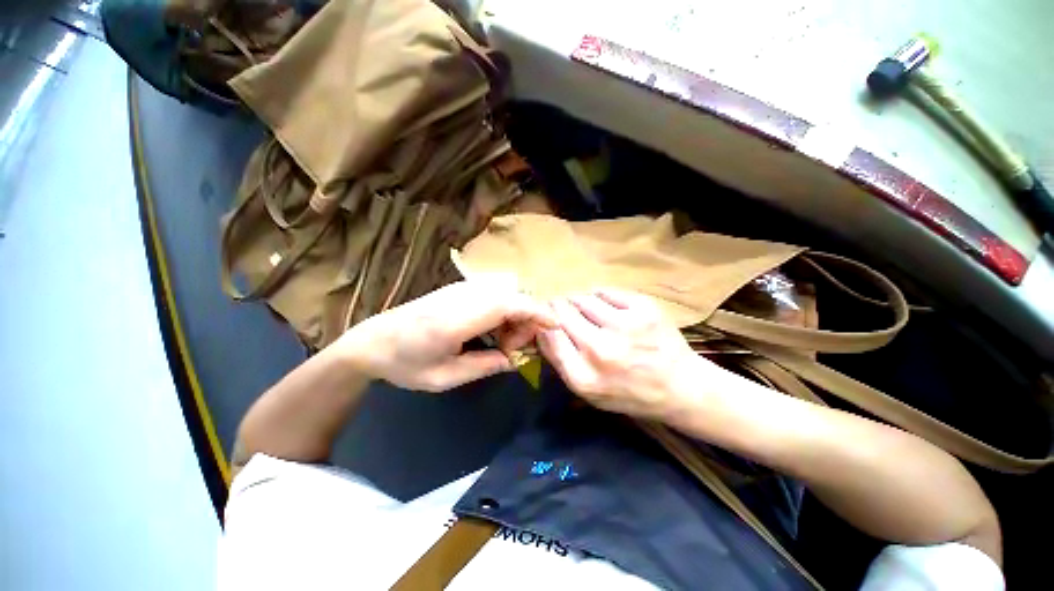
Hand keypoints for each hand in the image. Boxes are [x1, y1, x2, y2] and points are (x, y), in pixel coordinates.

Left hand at [337, 279, 554, 391]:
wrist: (372, 341)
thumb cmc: (405, 365)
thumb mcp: (446, 377)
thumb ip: (486, 365)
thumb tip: (516, 359)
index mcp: (456, 319)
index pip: (508, 305)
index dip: (536, 312)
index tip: (555, 325)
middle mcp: (462, 296)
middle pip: (512, 296)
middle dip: (526, 320)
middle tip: (512, 350)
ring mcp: (459, 288)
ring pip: (505, 292)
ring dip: (514, 315)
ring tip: (501, 342)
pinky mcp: (458, 289)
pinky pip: (493, 293)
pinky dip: (504, 310)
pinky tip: (492, 330)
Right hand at [537, 289, 703, 418]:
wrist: (680, 387)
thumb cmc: (628, 392)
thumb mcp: (587, 392)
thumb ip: (560, 361)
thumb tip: (540, 328)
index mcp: (584, 376)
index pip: (548, 334)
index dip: (543, 321)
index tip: (544, 317)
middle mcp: (601, 349)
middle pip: (562, 312)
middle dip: (557, 307)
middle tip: (562, 308)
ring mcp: (624, 326)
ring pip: (582, 298)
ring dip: (578, 301)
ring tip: (586, 310)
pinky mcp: (643, 308)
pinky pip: (605, 292)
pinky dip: (599, 297)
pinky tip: (605, 307)